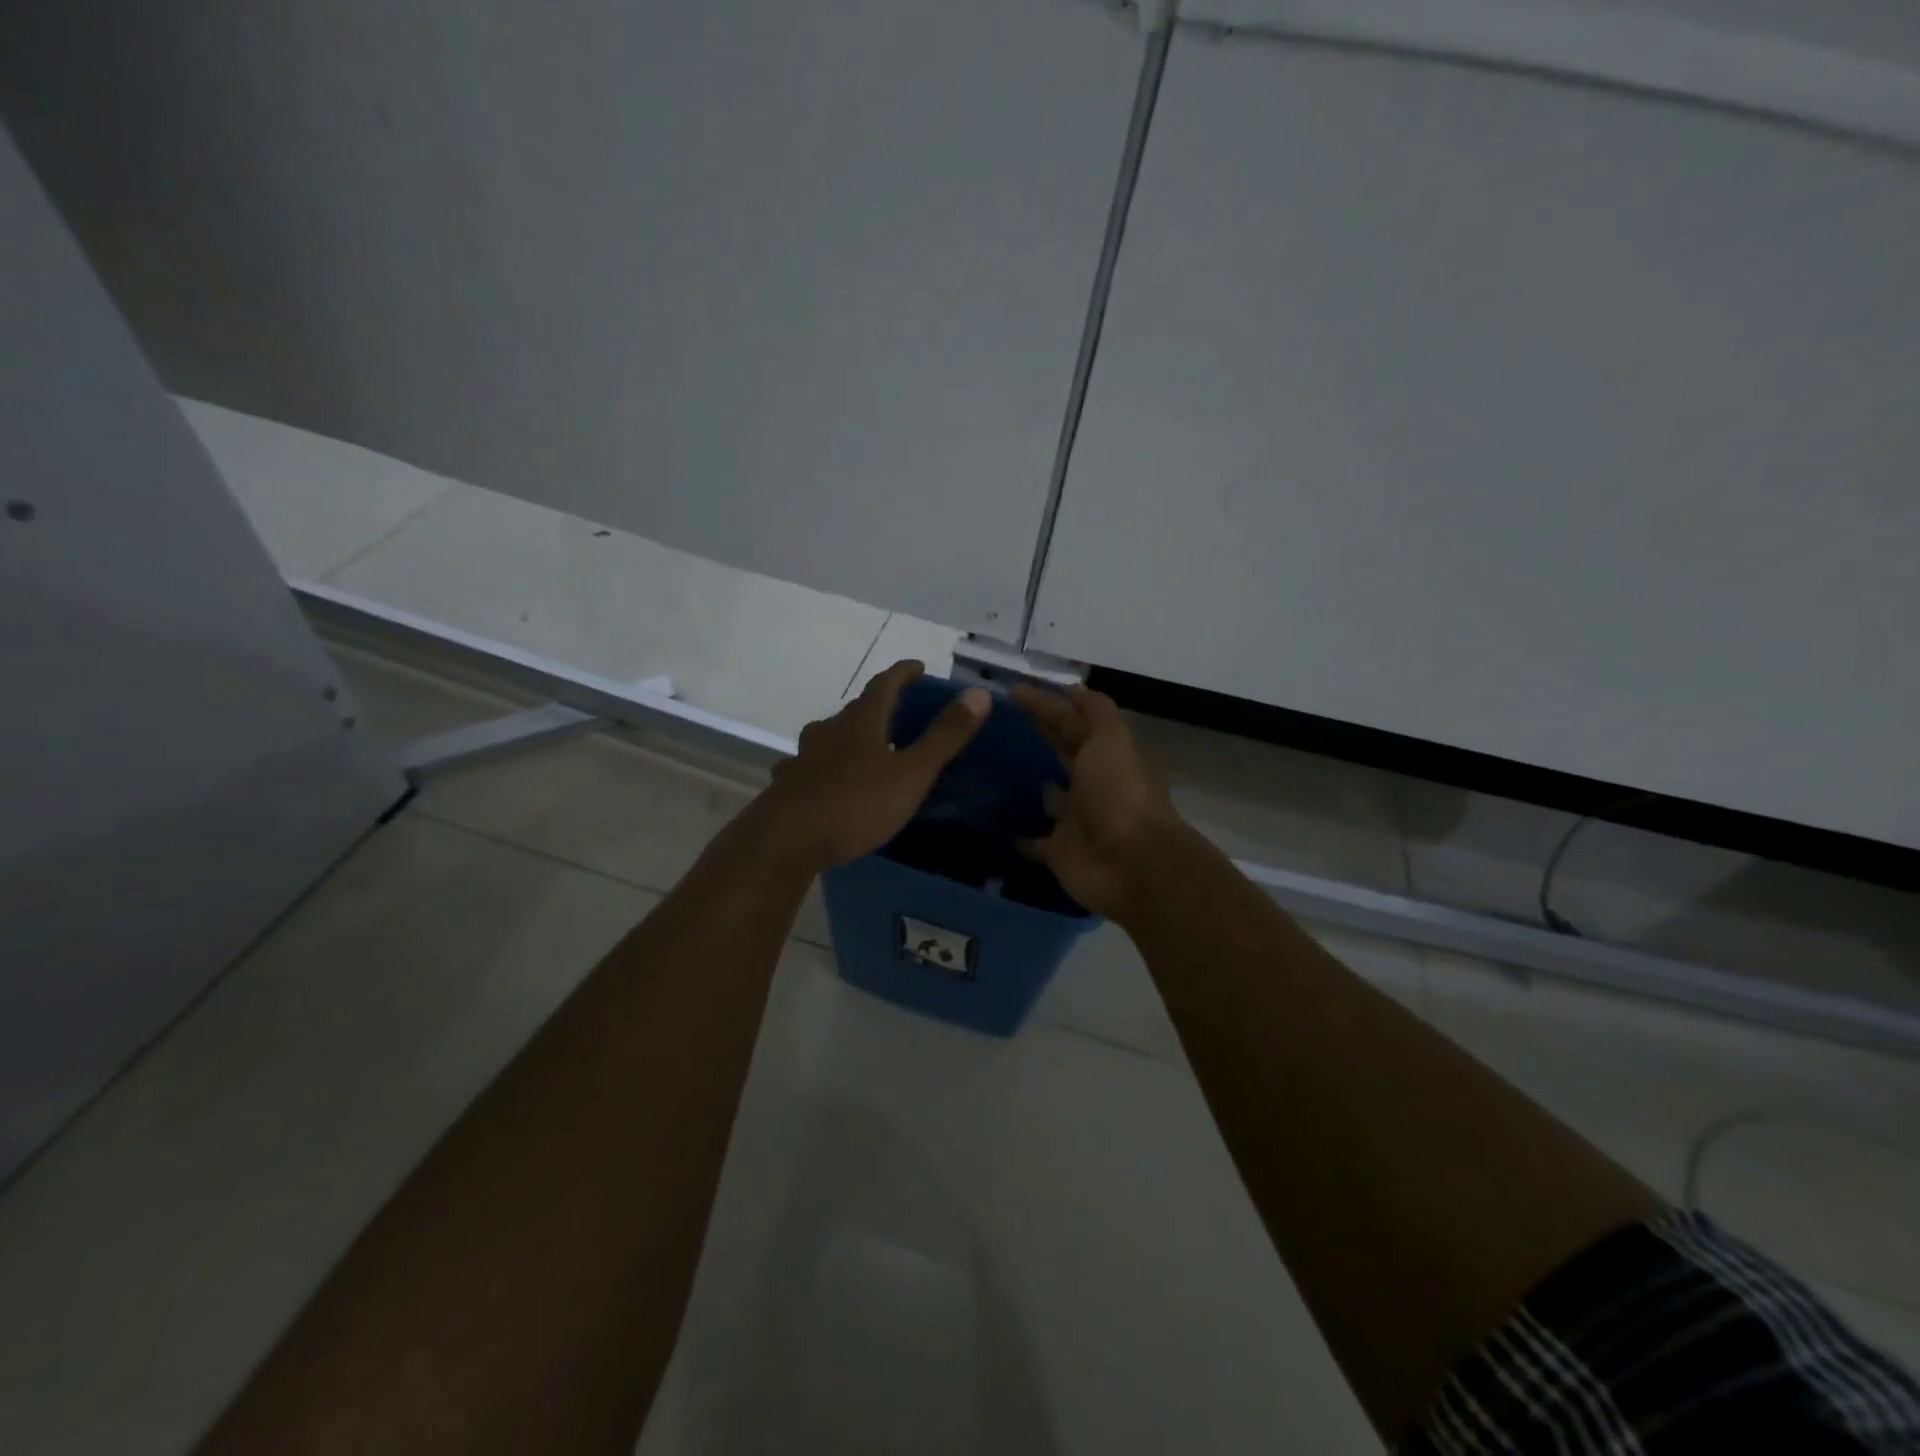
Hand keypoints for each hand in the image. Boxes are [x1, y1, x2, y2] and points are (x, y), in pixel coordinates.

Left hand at [758, 660, 989, 872]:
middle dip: (878, 707)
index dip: (903, 673)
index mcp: (861, 721)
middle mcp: (829, 730)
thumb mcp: (911, 772)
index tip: (918, 667)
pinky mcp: (788, 785)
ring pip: (829, 737)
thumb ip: (945, 736)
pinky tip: (826, 782)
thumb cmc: (856, 803)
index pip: (884, 684)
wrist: (787, 840)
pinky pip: (809, 767)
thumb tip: (978, 693)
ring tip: (865, 749)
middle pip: (855, 710)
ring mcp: (803, 757)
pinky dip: (823, 767)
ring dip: (848, 736)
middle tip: (899, 714)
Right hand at [1009, 684, 1187, 919]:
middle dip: (1041, 736)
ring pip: (1050, 798)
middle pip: (1063, 754)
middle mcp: (1092, 784)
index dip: (1046, 704)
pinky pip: (1035, 842)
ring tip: (995, 771)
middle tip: (998, 721)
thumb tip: (1072, 687)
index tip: (1011, 691)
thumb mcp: (1111, 740)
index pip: (1072, 722)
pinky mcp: (1059, 852)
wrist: (1131, 865)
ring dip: (1034, 786)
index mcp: (1106, 755)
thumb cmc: (1119, 795)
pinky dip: (1019, 836)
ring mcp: (1076, 820)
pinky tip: (995, 825)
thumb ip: (1094, 712)